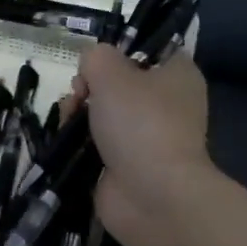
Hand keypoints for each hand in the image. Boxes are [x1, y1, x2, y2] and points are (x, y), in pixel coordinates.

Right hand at [73, 46, 211, 243]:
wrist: (153, 197)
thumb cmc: (141, 123)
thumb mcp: (111, 72)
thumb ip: (96, 56)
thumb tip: (92, 66)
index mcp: (178, 74)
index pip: (150, 48)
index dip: (120, 49)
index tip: (99, 59)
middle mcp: (168, 103)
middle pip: (120, 80)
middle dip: (91, 83)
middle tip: (81, 91)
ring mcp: (148, 136)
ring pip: (105, 110)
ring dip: (81, 110)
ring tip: (70, 117)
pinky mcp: (128, 164)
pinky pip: (98, 141)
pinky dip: (80, 140)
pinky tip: (67, 139)